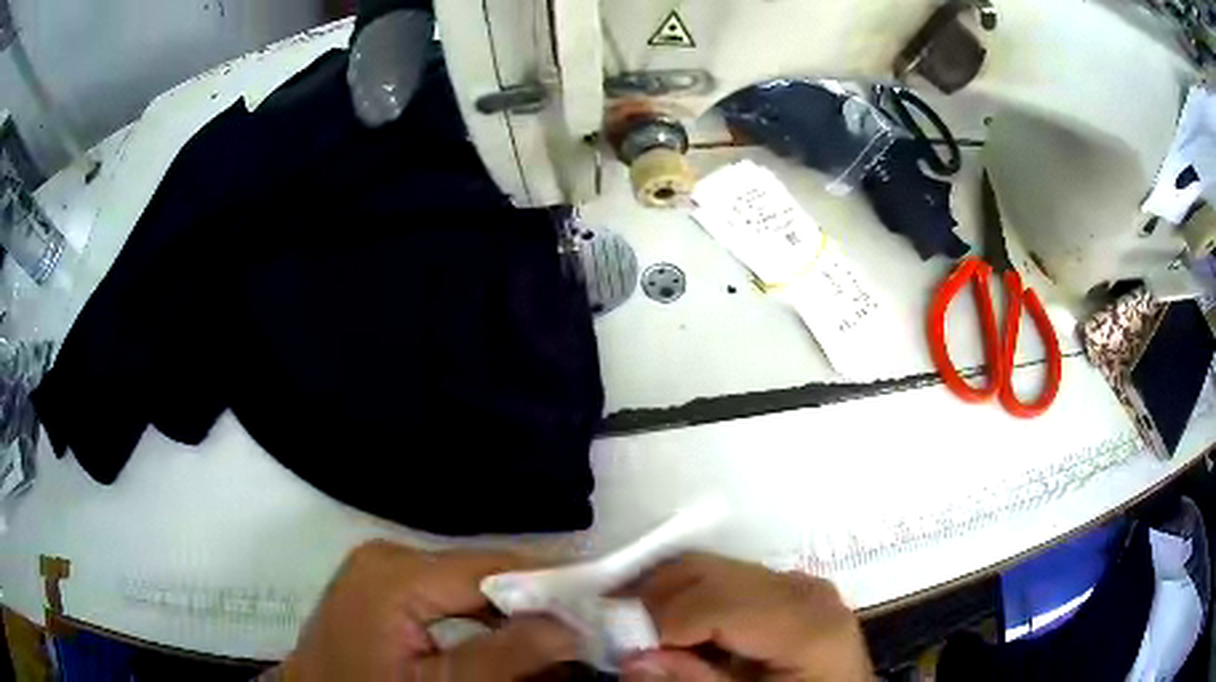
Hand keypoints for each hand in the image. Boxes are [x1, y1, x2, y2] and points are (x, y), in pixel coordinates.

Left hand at [282, 541, 577, 680]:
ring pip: (469, 584)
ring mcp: (383, 567)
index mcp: (396, 573)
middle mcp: (390, 555)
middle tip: (584, 630)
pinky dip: (482, 617)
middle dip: (535, 603)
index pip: (492, 567)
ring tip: (553, 638)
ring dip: (512, 613)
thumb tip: (573, 625)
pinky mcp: (383, 584)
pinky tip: (506, 640)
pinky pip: (447, 594)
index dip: (552, 584)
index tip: (603, 605)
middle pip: (483, 573)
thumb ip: (504, 657)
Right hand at [622, 553, 870, 680]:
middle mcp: (805, 591)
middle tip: (619, 635)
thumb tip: (632, 660)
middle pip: (710, 573)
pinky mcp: (790, 586)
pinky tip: (678, 628)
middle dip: (654, 600)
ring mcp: (799, 583)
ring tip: (642, 631)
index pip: (718, 604)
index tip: (624, 650)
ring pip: (712, 567)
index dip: (661, 625)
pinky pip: (728, 577)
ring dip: (667, 595)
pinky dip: (691, 596)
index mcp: (806, 626)